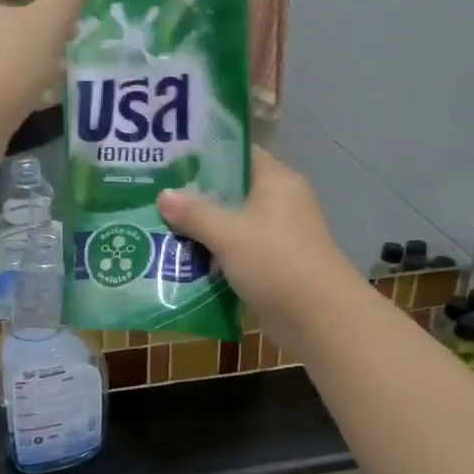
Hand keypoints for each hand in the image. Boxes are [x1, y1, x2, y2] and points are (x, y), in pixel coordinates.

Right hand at [157, 149, 357, 346]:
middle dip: (195, 196)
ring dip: (201, 229)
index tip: (169, 159)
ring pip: (231, 223)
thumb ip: (194, 213)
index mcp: (276, 181)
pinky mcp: (272, 264)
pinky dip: (213, 254)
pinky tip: (181, 258)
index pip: (238, 154)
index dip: (205, 154)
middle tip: (154, 194)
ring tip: (158, 226)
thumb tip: (163, 195)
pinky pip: (236, 251)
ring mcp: (277, 235)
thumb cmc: (275, 262)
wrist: (319, 319)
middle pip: (231, 190)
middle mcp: (279, 202)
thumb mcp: (228, 234)